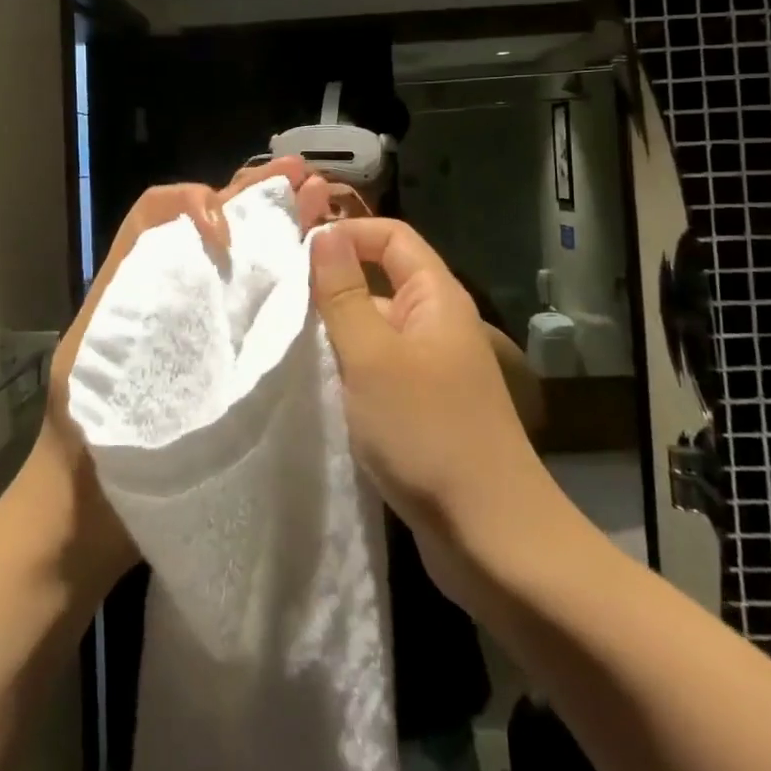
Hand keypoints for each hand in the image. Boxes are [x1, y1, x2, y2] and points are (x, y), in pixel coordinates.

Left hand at [27, 156, 333, 590]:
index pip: (160, 213)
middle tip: (302, 177)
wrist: (84, 520)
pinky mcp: (222, 361)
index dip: (196, 205)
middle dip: (252, 196)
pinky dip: (281, 277)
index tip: (228, 237)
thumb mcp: (90, 364)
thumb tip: (194, 246)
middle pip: (206, 225)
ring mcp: (197, 326)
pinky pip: (251, 307)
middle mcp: (166, 292)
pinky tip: (317, 263)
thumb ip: (129, 302)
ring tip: (317, 199)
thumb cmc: (84, 445)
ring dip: (273, 225)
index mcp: (131, 284)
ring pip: (235, 258)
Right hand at [310, 218, 549, 600]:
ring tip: (286, 344)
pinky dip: (349, 370)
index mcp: (435, 298)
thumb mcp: (372, 357)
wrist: (492, 538)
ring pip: (376, 329)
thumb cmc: (428, 433)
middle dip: (332, 285)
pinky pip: (379, 370)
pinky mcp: (424, 408)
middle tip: (278, 301)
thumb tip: (324, 233)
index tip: (297, 251)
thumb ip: (344, 293)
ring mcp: (432, 369)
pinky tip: (317, 388)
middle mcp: (437, 324)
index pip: (391, 237)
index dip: (348, 232)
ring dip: (336, 332)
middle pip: (382, 280)